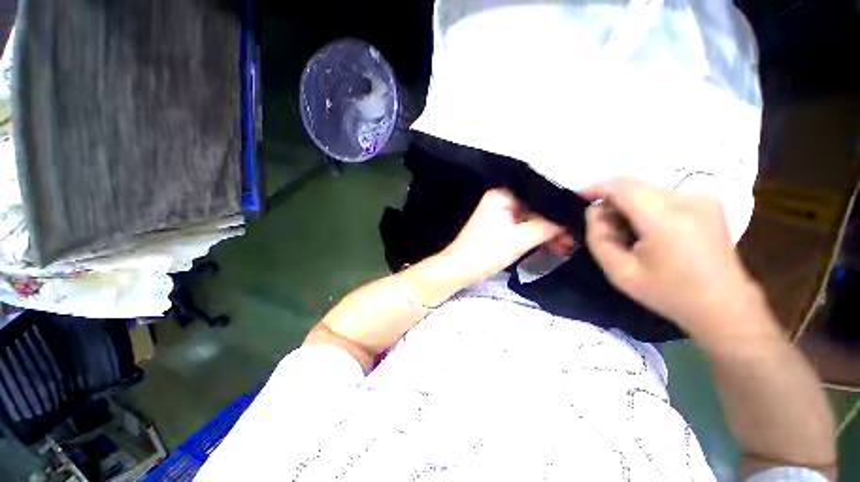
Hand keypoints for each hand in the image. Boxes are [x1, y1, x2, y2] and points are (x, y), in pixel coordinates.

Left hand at [441, 189, 563, 285]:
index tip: (576, 225)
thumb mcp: (520, 239)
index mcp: (502, 195)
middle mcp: (501, 200)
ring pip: (531, 220)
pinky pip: (523, 228)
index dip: (558, 211)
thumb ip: (547, 226)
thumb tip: (572, 219)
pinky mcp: (500, 228)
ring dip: (547, 233)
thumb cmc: (486, 252)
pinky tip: (551, 247)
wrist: (459, 270)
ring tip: (564, 247)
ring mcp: (500, 215)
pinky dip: (535, 237)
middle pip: (535, 209)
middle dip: (553, 225)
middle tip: (571, 240)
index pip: (538, 197)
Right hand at [582, 177, 763, 339]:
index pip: (621, 186)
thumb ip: (598, 238)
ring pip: (647, 191)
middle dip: (612, 203)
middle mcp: (687, 199)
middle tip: (605, 229)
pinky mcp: (708, 201)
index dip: (596, 187)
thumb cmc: (668, 292)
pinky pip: (663, 196)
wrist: (723, 305)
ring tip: (628, 235)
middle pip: (634, 187)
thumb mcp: (619, 272)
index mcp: (666, 218)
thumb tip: (595, 211)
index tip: (579, 197)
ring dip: (629, 207)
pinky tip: (649, 232)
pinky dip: (646, 208)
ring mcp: (702, 198)